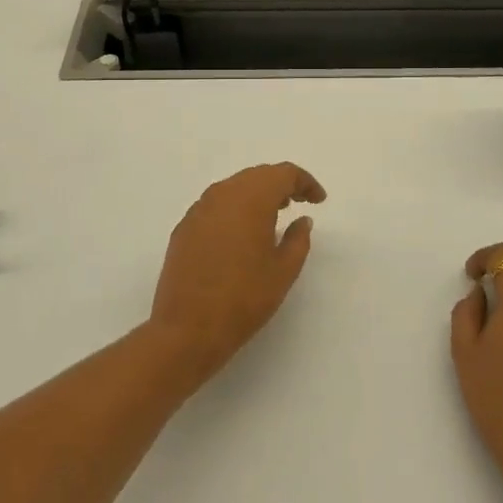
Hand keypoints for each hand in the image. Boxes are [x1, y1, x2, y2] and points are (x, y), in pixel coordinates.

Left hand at [147, 163, 326, 383]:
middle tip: (298, 202)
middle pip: (257, 176)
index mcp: (251, 199)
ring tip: (273, 216)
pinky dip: (235, 209)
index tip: (319, 200)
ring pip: (234, 188)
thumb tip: (302, 219)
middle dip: (280, 185)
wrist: (187, 328)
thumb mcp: (283, 271)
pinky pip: (216, 205)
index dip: (305, 182)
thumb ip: (298, 240)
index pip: (282, 174)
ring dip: (256, 195)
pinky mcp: (184, 227)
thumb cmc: (243, 299)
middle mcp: (222, 194)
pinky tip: (242, 233)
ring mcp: (199, 209)